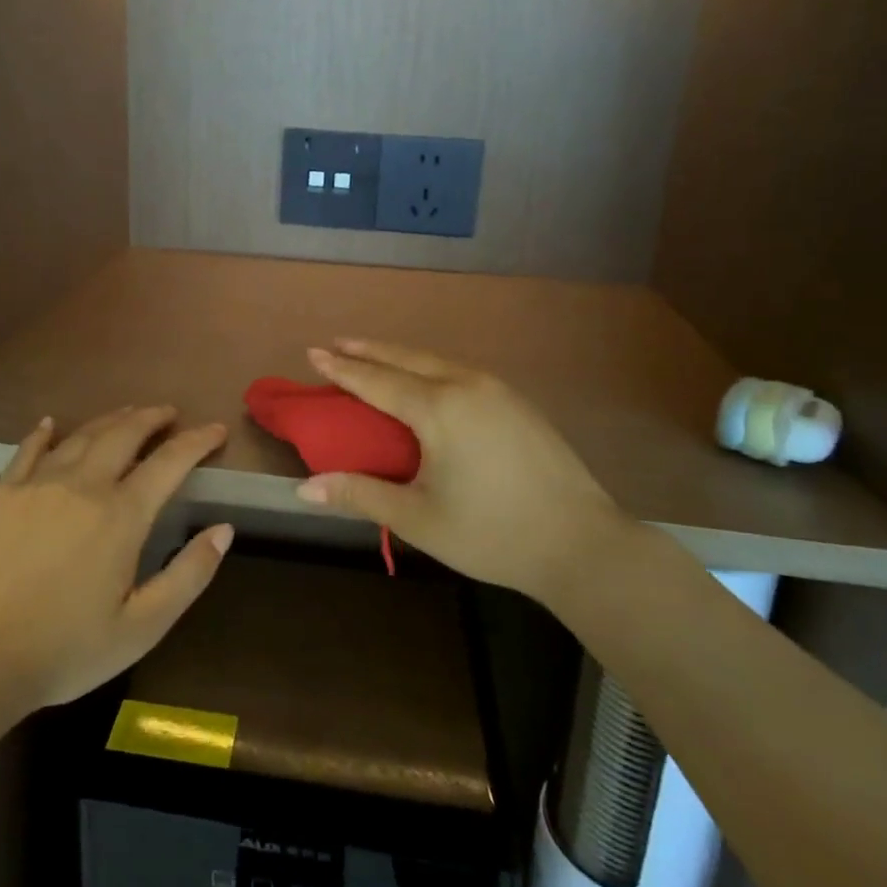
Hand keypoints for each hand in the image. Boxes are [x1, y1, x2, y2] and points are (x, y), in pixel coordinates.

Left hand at [0, 407, 232, 707]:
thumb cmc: (68, 647)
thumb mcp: (143, 626)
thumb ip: (189, 575)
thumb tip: (224, 529)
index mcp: (122, 515)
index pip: (170, 462)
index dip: (197, 441)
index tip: (216, 430)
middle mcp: (83, 485)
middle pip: (124, 434)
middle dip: (152, 417)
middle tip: (169, 413)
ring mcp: (39, 484)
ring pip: (82, 435)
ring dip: (110, 420)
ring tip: (128, 414)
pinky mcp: (3, 494)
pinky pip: (28, 449)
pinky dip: (44, 432)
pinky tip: (51, 424)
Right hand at [295, 340, 628, 602]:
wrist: (582, 543)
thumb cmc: (492, 533)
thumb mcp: (418, 518)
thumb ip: (361, 495)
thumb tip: (304, 489)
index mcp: (439, 409)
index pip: (377, 381)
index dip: (342, 369)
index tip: (312, 353)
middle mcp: (467, 386)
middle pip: (406, 358)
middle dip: (368, 349)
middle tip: (336, 343)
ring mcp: (498, 390)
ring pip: (437, 361)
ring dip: (400, 355)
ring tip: (373, 355)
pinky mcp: (518, 402)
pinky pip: (460, 371)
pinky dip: (429, 367)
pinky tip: (426, 378)